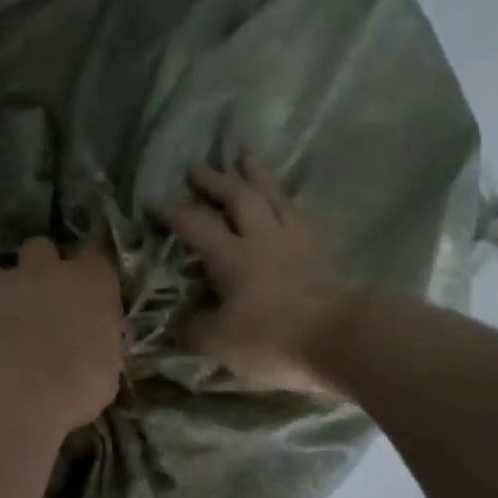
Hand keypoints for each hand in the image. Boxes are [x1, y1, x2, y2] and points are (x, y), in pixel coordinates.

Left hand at [0, 239, 125, 434]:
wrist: (8, 395)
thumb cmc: (74, 387)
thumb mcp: (106, 372)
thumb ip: (98, 346)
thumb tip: (91, 348)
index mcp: (90, 283)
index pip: (98, 254)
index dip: (93, 265)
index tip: (92, 283)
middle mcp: (45, 271)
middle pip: (41, 249)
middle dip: (41, 268)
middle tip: (44, 303)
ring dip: (2, 293)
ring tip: (3, 328)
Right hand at [160, 152, 350, 395]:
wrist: (344, 339)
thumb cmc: (274, 338)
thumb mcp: (219, 342)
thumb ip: (194, 329)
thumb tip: (178, 322)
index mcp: (231, 257)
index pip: (195, 224)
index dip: (172, 211)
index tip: (153, 202)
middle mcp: (262, 239)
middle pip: (237, 198)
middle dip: (214, 180)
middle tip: (196, 166)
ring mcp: (297, 242)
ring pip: (274, 196)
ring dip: (257, 173)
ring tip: (245, 154)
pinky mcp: (324, 253)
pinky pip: (303, 215)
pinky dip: (291, 202)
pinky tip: (290, 200)